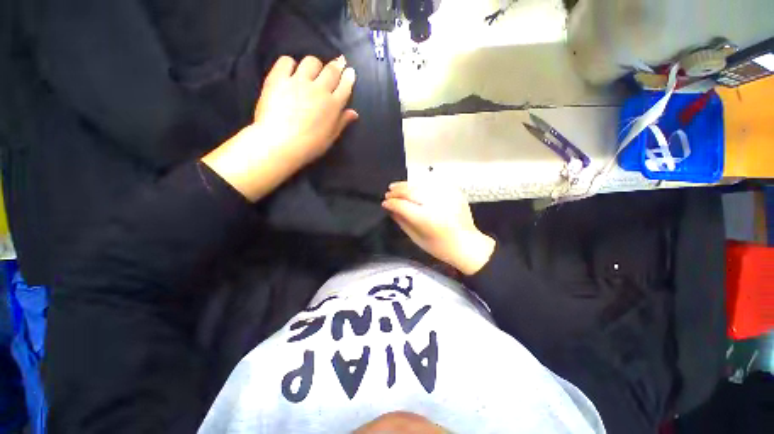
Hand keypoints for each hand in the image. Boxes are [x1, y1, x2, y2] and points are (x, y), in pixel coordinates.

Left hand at [253, 55, 358, 165]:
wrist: (281, 144)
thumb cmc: (310, 145)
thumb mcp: (330, 137)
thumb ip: (342, 122)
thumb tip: (354, 113)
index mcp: (333, 106)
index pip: (344, 87)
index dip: (348, 77)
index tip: (350, 71)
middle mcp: (319, 90)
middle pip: (331, 71)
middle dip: (337, 65)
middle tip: (339, 62)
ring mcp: (298, 82)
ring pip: (311, 62)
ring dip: (315, 65)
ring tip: (313, 71)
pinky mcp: (278, 79)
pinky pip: (286, 61)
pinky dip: (290, 64)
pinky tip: (291, 71)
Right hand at [382, 181, 495, 274]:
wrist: (467, 244)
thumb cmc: (440, 247)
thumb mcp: (417, 238)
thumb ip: (402, 222)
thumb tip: (390, 209)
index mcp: (426, 218)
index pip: (402, 205)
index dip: (391, 203)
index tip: (384, 203)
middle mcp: (436, 203)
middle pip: (411, 191)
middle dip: (397, 191)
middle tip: (388, 192)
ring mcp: (446, 195)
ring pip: (421, 184)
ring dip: (407, 184)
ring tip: (397, 186)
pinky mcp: (454, 191)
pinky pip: (433, 183)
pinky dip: (421, 184)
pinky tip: (414, 186)